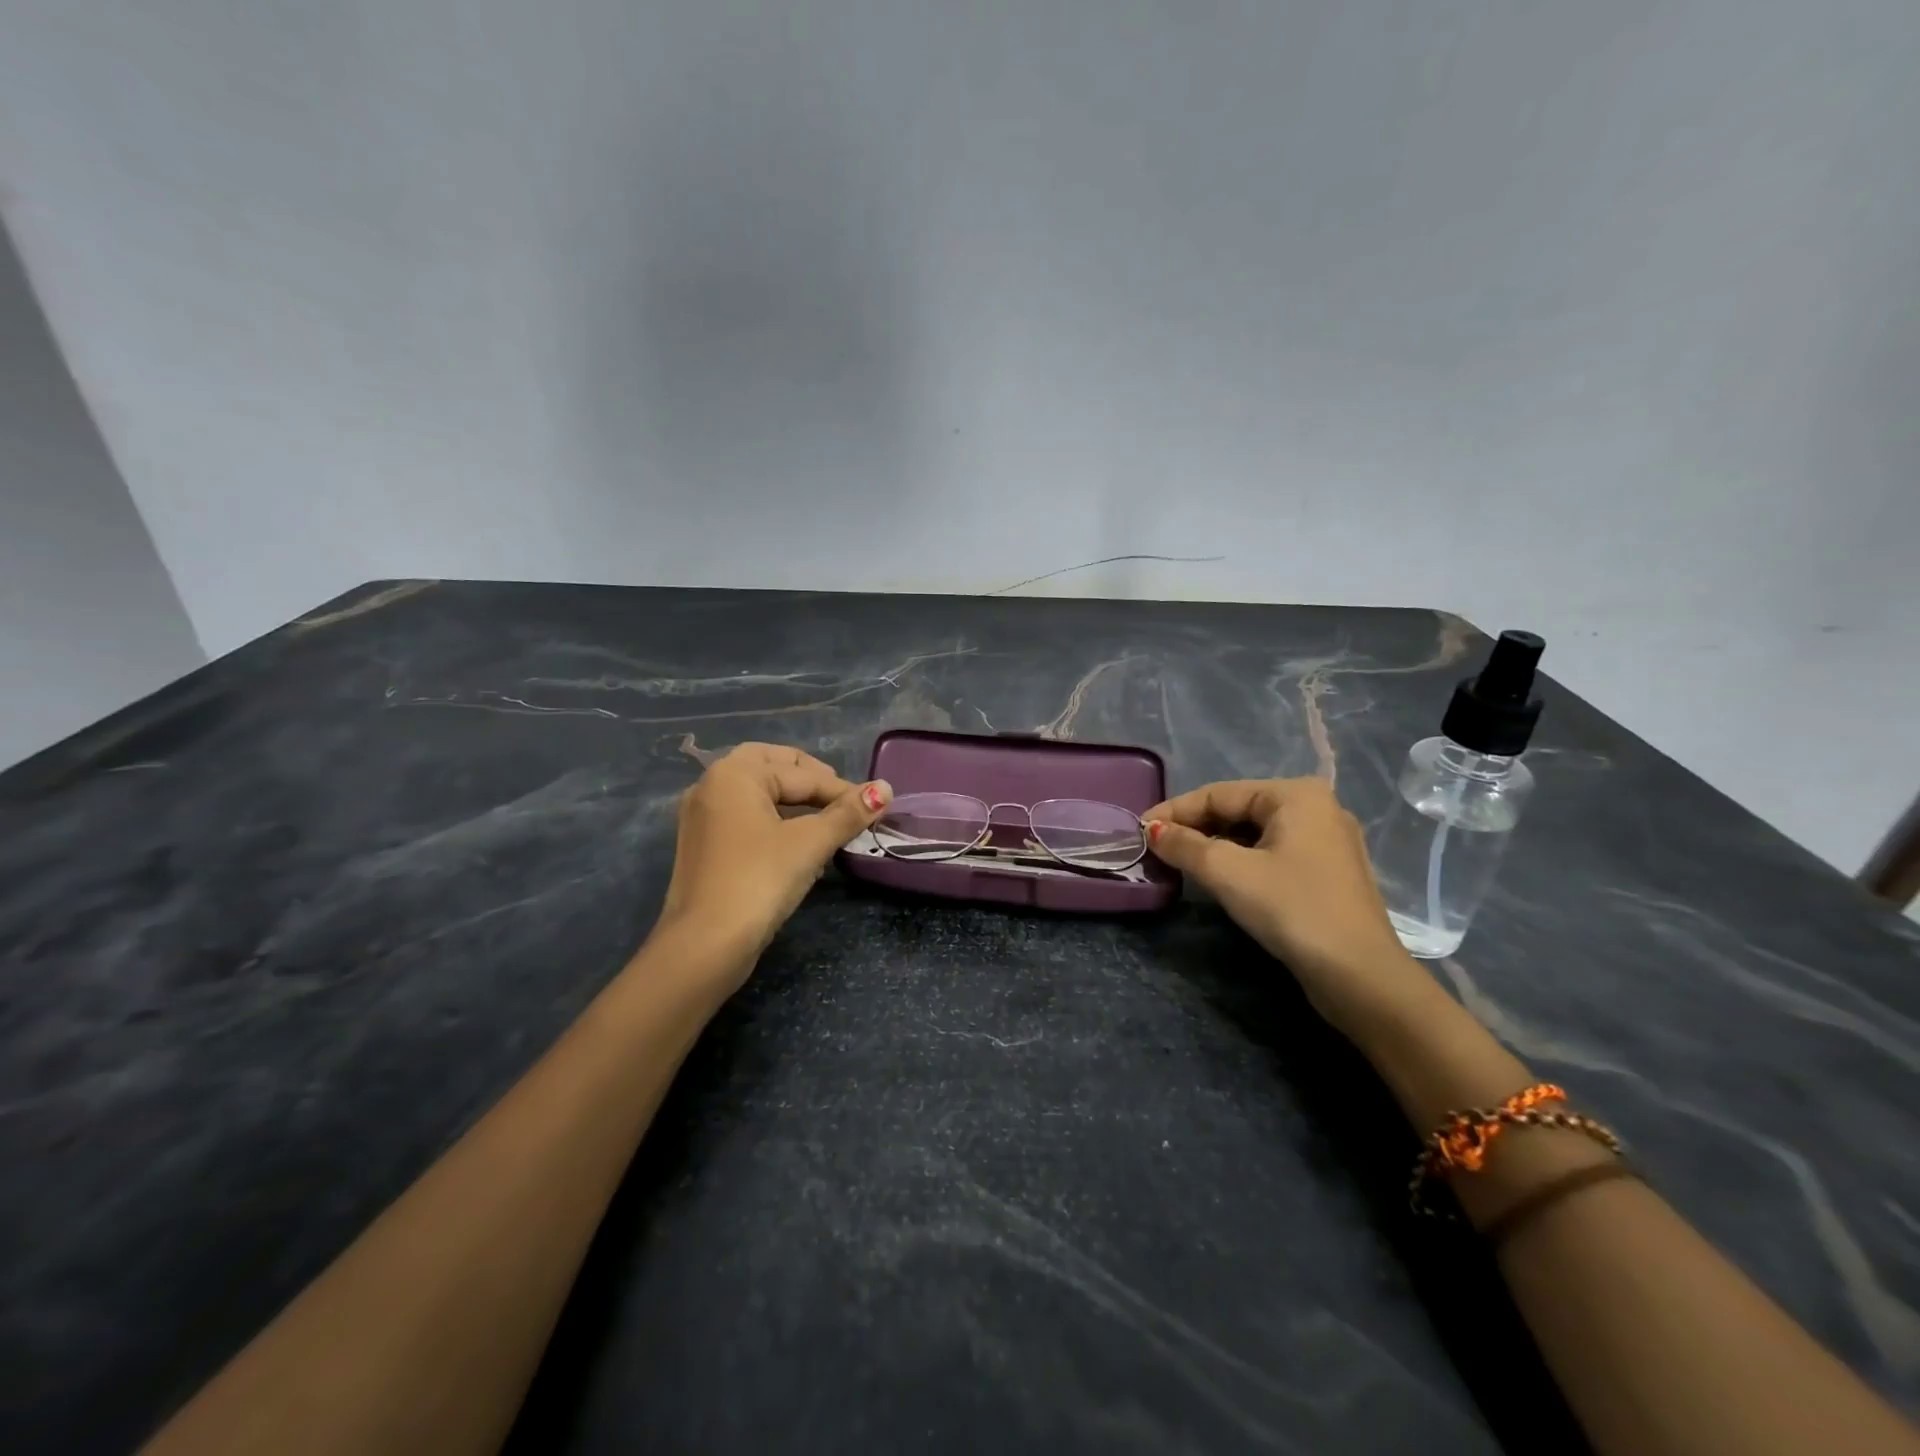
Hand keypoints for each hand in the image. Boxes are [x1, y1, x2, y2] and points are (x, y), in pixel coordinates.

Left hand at [655, 744, 891, 984]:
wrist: (704, 946)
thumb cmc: (759, 881)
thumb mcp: (810, 844)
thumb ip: (848, 813)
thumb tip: (885, 788)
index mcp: (734, 773)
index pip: (801, 773)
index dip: (842, 790)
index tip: (874, 809)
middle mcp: (711, 785)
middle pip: (773, 767)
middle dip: (811, 781)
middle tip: (843, 802)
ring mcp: (702, 816)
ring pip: (758, 793)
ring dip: (794, 801)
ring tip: (827, 823)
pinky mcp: (703, 846)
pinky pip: (745, 816)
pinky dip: (774, 820)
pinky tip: (797, 843)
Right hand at [1142, 778, 1428, 1036]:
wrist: (1360, 976)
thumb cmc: (1292, 909)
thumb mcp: (1228, 873)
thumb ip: (1185, 845)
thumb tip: (1152, 831)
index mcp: (1296, 794)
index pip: (1219, 794)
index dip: (1175, 811)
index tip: (1139, 830)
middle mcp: (1315, 808)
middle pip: (1237, 810)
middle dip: (1195, 828)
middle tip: (1156, 848)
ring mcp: (1326, 842)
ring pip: (1254, 834)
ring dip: (1215, 847)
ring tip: (1180, 863)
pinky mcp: (1327, 873)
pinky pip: (1271, 854)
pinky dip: (1240, 861)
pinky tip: (1218, 878)